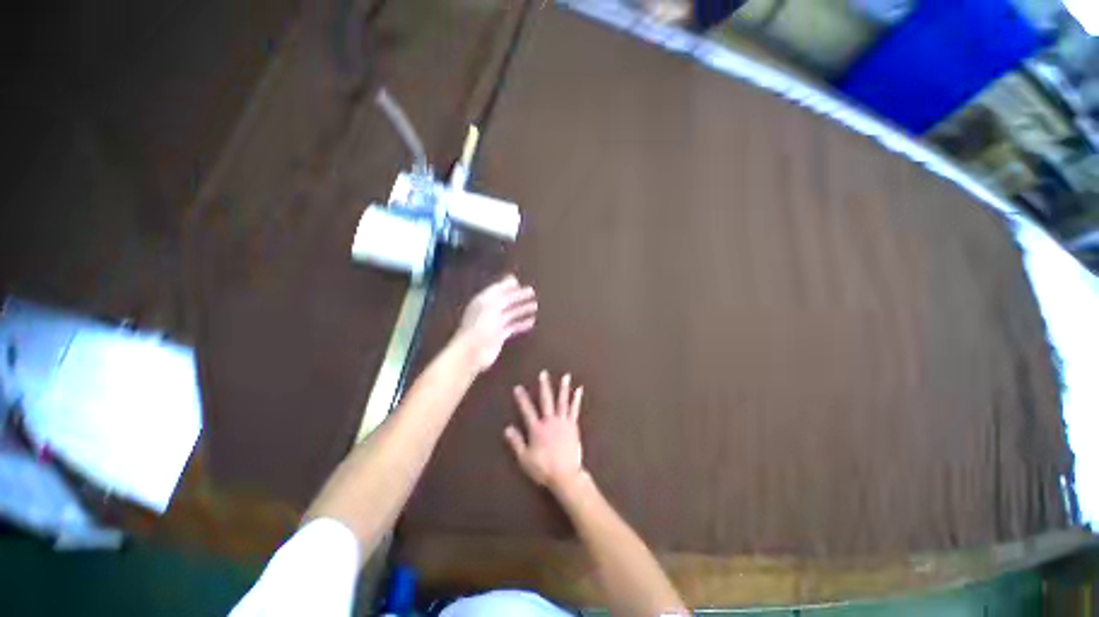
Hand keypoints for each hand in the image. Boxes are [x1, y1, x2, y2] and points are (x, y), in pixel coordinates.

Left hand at [454, 275, 537, 372]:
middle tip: (532, 292)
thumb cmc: (481, 325)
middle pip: (505, 301)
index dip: (507, 286)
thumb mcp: (492, 304)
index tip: (520, 282)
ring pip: (510, 314)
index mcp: (483, 301)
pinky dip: (521, 324)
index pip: (497, 290)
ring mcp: (493, 324)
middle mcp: (488, 311)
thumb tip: (512, 278)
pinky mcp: (499, 336)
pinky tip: (531, 322)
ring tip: (534, 306)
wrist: (472, 352)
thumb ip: (503, 291)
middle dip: (518, 296)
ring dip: (521, 309)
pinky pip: (512, 327)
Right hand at [505, 371, 585, 492]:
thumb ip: (516, 442)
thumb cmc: (543, 469)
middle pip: (546, 401)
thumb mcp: (525, 458)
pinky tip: (579, 390)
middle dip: (544, 386)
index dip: (522, 399)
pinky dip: (576, 399)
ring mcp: (563, 422)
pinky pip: (574, 409)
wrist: (566, 476)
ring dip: (563, 388)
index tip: (518, 387)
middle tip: (543, 373)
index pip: (527, 410)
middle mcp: (550, 422)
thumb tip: (507, 428)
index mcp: (537, 429)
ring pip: (562, 402)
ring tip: (566, 376)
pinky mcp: (573, 426)